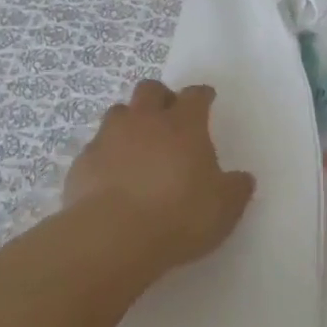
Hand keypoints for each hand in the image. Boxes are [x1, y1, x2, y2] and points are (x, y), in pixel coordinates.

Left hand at [64, 80, 255, 270]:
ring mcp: (109, 137)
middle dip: (161, 96)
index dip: (202, 96)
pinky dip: (107, 154)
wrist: (113, 236)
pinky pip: (96, 146)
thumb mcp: (224, 208)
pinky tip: (112, 175)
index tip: (206, 99)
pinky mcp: (83, 161)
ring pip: (118, 111)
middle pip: (150, 90)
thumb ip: (235, 189)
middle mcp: (145, 121)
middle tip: (168, 115)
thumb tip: (242, 179)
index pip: (195, 96)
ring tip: (137, 143)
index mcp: (184, 125)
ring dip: (130, 121)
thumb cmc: (179, 216)